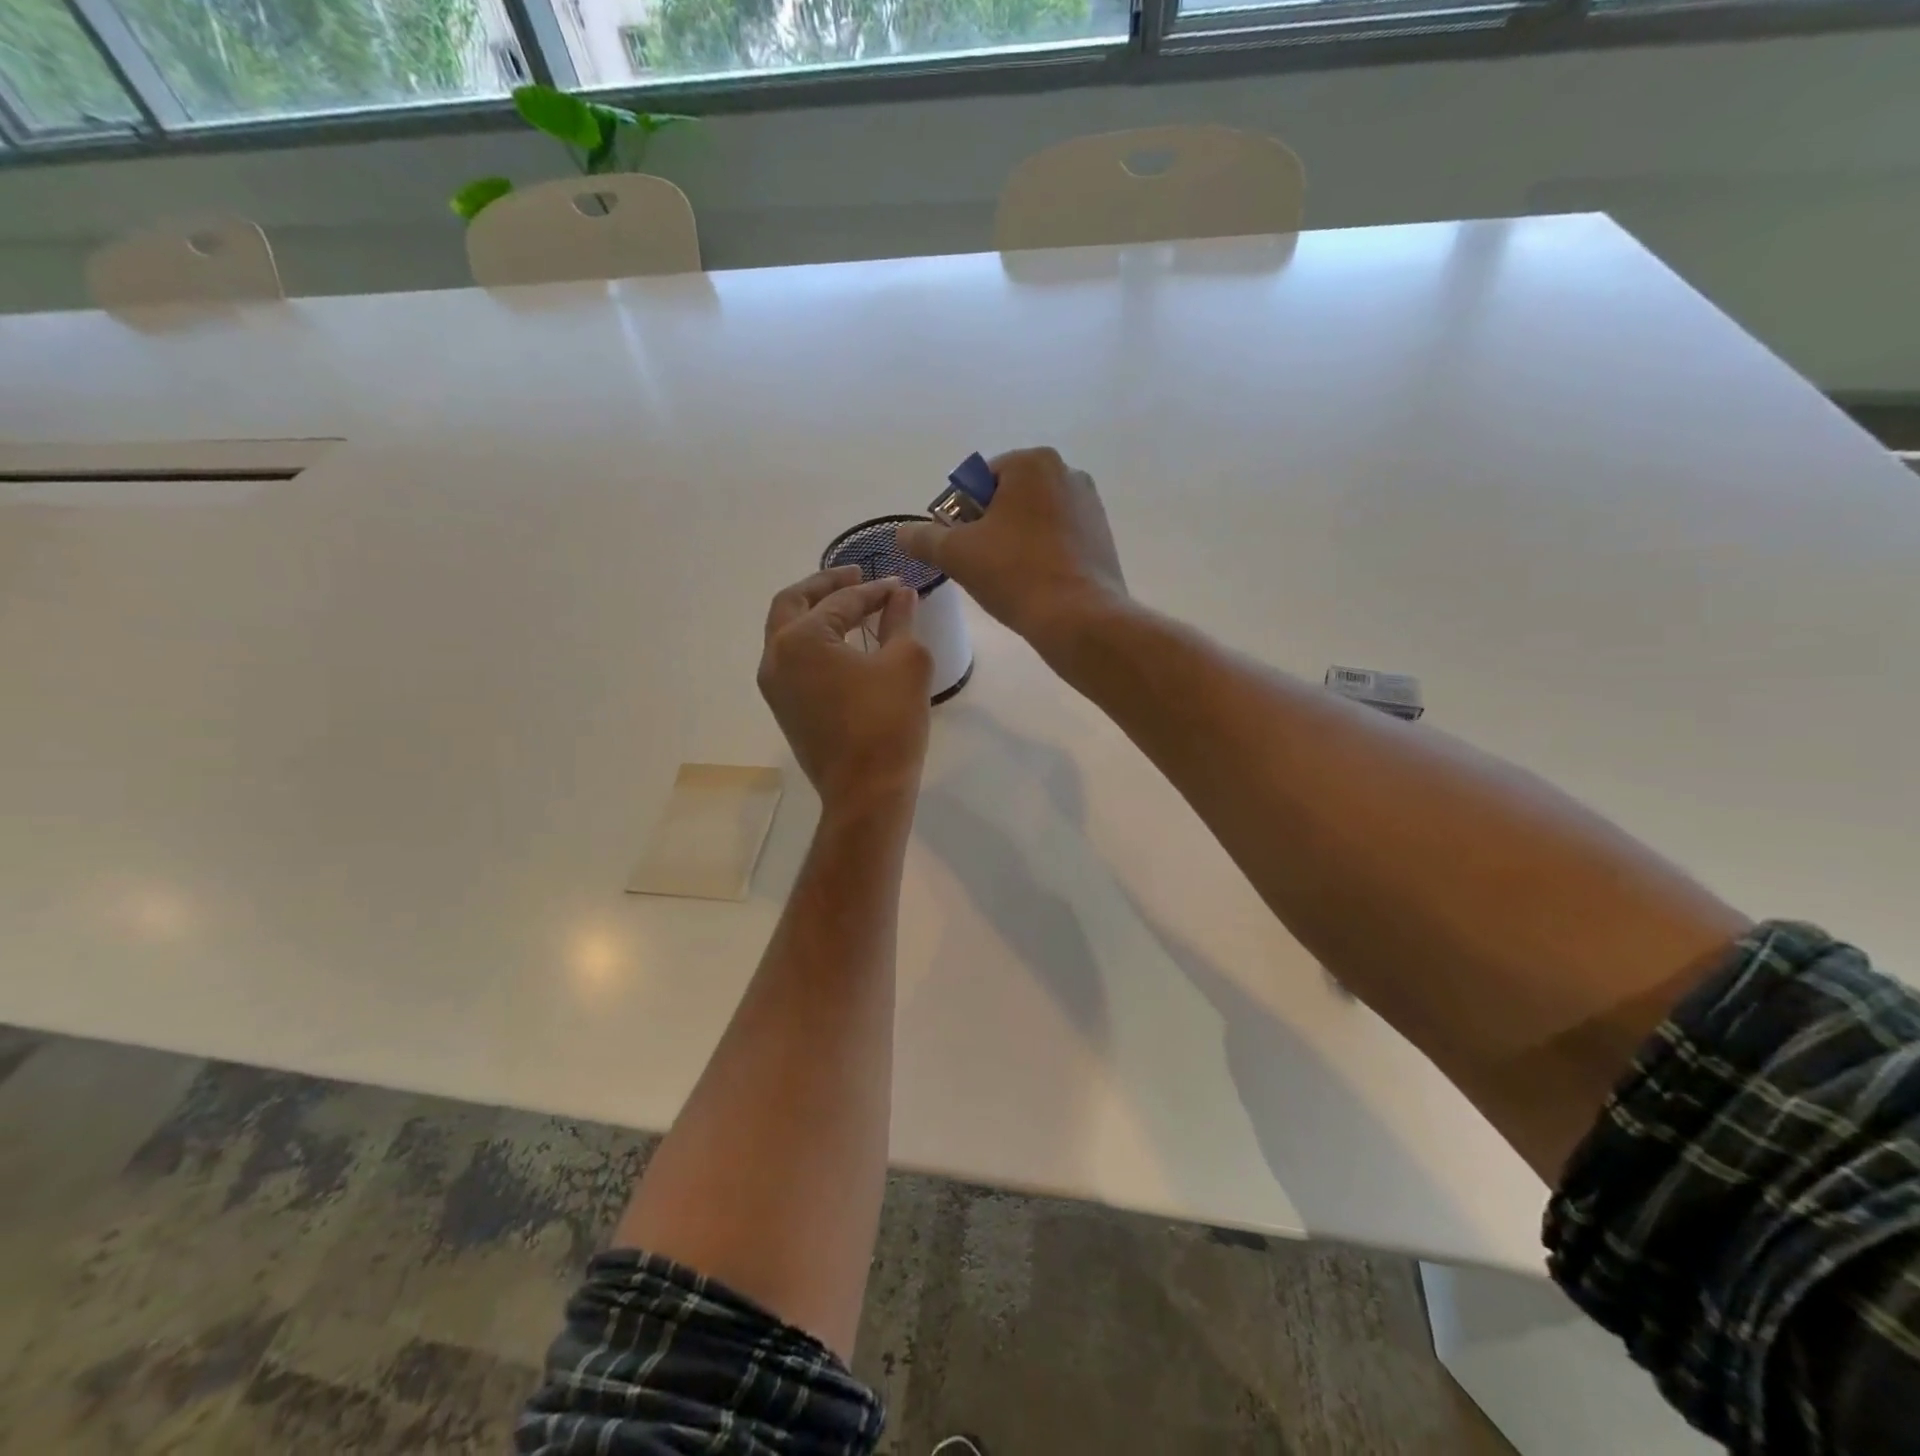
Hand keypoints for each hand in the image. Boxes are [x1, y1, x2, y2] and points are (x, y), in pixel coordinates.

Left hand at [759, 566, 932, 814]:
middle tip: (856, 575)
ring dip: (815, 613)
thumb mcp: (906, 662)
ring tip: (851, 606)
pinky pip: (792, 659)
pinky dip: (813, 641)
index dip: (873, 589)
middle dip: (825, 585)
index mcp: (801, 639)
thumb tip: (900, 594)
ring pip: (786, 632)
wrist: (866, 792)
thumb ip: (900, 620)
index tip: (899, 586)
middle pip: (792, 603)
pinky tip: (843, 644)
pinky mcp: (783, 707)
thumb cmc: (888, 723)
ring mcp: (774, 685)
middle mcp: (775, 656)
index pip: (840, 600)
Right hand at [895, 447, 1125, 652]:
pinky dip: (1040, 554)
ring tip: (1006, 578)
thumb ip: (924, 538)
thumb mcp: (956, 554)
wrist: (1079, 618)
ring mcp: (1089, 504)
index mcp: (1031, 463)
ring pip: (1032, 519)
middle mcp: (1066, 472)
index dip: (960, 515)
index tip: (959, 548)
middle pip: (1007, 498)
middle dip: (988, 528)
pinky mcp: (1102, 536)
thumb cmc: (1015, 574)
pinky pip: (1057, 538)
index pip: (977, 481)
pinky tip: (1033, 583)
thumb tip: (901, 532)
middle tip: (979, 565)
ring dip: (1013, 542)